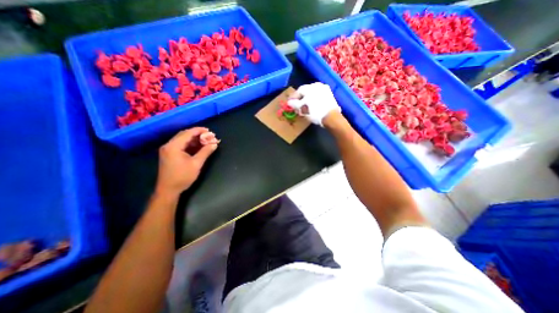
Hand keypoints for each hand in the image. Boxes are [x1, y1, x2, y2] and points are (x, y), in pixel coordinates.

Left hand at [157, 126, 220, 194]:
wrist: (168, 190)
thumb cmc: (182, 177)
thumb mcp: (196, 164)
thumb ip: (205, 152)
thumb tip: (214, 144)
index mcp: (173, 146)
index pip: (187, 133)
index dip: (199, 131)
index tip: (209, 131)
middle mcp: (169, 145)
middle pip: (184, 135)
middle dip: (197, 134)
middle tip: (209, 136)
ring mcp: (168, 150)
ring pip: (183, 140)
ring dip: (194, 140)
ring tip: (206, 141)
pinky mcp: (169, 155)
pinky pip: (181, 146)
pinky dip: (190, 145)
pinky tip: (198, 147)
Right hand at [288, 84, 340, 126]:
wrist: (331, 117)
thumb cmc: (314, 111)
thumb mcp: (301, 108)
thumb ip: (294, 104)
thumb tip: (289, 102)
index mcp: (310, 86)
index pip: (298, 91)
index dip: (292, 98)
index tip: (289, 104)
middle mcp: (318, 85)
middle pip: (305, 93)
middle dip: (300, 100)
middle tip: (296, 108)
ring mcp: (325, 90)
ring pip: (312, 95)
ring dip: (306, 101)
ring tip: (304, 109)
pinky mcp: (330, 96)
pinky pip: (318, 98)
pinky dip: (313, 102)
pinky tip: (312, 108)